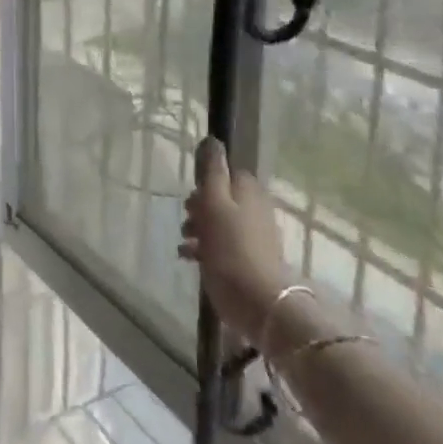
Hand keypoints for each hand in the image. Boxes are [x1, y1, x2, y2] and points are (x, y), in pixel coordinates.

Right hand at [180, 137, 292, 336]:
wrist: (258, 303)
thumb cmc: (231, 249)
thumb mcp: (215, 204)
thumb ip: (213, 171)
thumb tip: (213, 140)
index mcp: (249, 193)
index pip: (228, 173)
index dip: (207, 181)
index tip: (192, 194)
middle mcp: (256, 211)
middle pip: (223, 198)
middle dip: (200, 206)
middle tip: (186, 218)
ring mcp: (255, 237)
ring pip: (221, 222)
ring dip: (200, 228)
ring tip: (184, 241)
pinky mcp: (249, 261)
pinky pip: (223, 246)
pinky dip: (206, 248)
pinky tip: (189, 258)